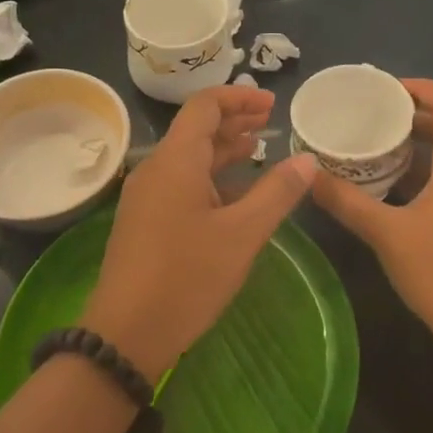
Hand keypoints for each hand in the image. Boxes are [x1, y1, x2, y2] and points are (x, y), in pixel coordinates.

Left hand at [84, 85, 317, 380]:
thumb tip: (307, 159)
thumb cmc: (187, 277)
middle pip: (196, 128)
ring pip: (188, 157)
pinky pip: (180, 181)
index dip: (239, 98)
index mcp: (176, 160)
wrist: (126, 334)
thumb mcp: (242, 234)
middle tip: (270, 123)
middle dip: (234, 121)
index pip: (205, 105)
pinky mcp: (144, 219)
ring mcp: (146, 195)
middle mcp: (156, 168)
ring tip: (258, 150)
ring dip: (223, 149)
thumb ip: (277, 192)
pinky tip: (234, 193)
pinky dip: (210, 176)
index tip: (272, 105)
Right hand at [311, 79, 432, 375]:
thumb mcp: (387, 234)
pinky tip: (396, 189)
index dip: (421, 88)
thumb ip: (347, 202)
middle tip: (374, 115)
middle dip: (416, 114)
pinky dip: (428, 169)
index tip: (385, 89)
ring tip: (379, 145)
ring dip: (422, 143)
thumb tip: (308, 175)